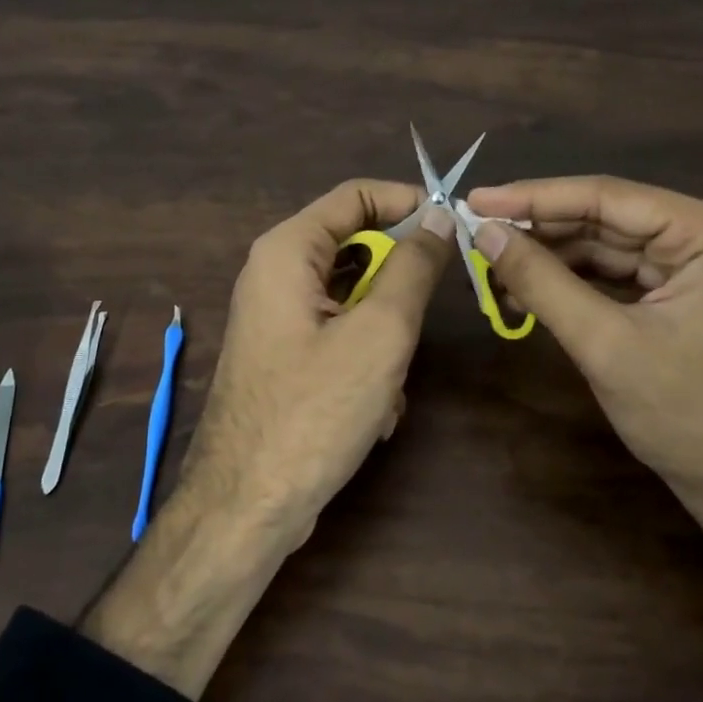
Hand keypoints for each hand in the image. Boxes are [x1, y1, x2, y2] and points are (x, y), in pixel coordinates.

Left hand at [82, 180, 451, 697]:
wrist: (248, 506)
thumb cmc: (314, 411)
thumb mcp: (379, 333)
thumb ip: (413, 267)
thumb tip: (437, 215)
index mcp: (287, 251)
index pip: (355, 195)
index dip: (408, 202)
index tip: (454, 226)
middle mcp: (275, 273)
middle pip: (355, 246)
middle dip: (398, 283)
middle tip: (426, 315)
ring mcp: (278, 316)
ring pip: (354, 297)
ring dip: (386, 332)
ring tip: (393, 376)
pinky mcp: (286, 354)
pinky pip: (340, 333)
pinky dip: (367, 360)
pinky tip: (375, 407)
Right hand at [466, 176, 702, 505]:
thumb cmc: (686, 414)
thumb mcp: (604, 343)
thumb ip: (542, 281)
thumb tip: (484, 232)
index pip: (606, 197)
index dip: (534, 197)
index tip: (476, 199)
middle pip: (604, 217)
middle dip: (538, 230)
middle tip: (476, 233)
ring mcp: (694, 264)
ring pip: (604, 244)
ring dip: (548, 258)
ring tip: (492, 269)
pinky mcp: (680, 291)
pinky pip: (614, 272)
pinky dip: (569, 281)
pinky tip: (526, 292)